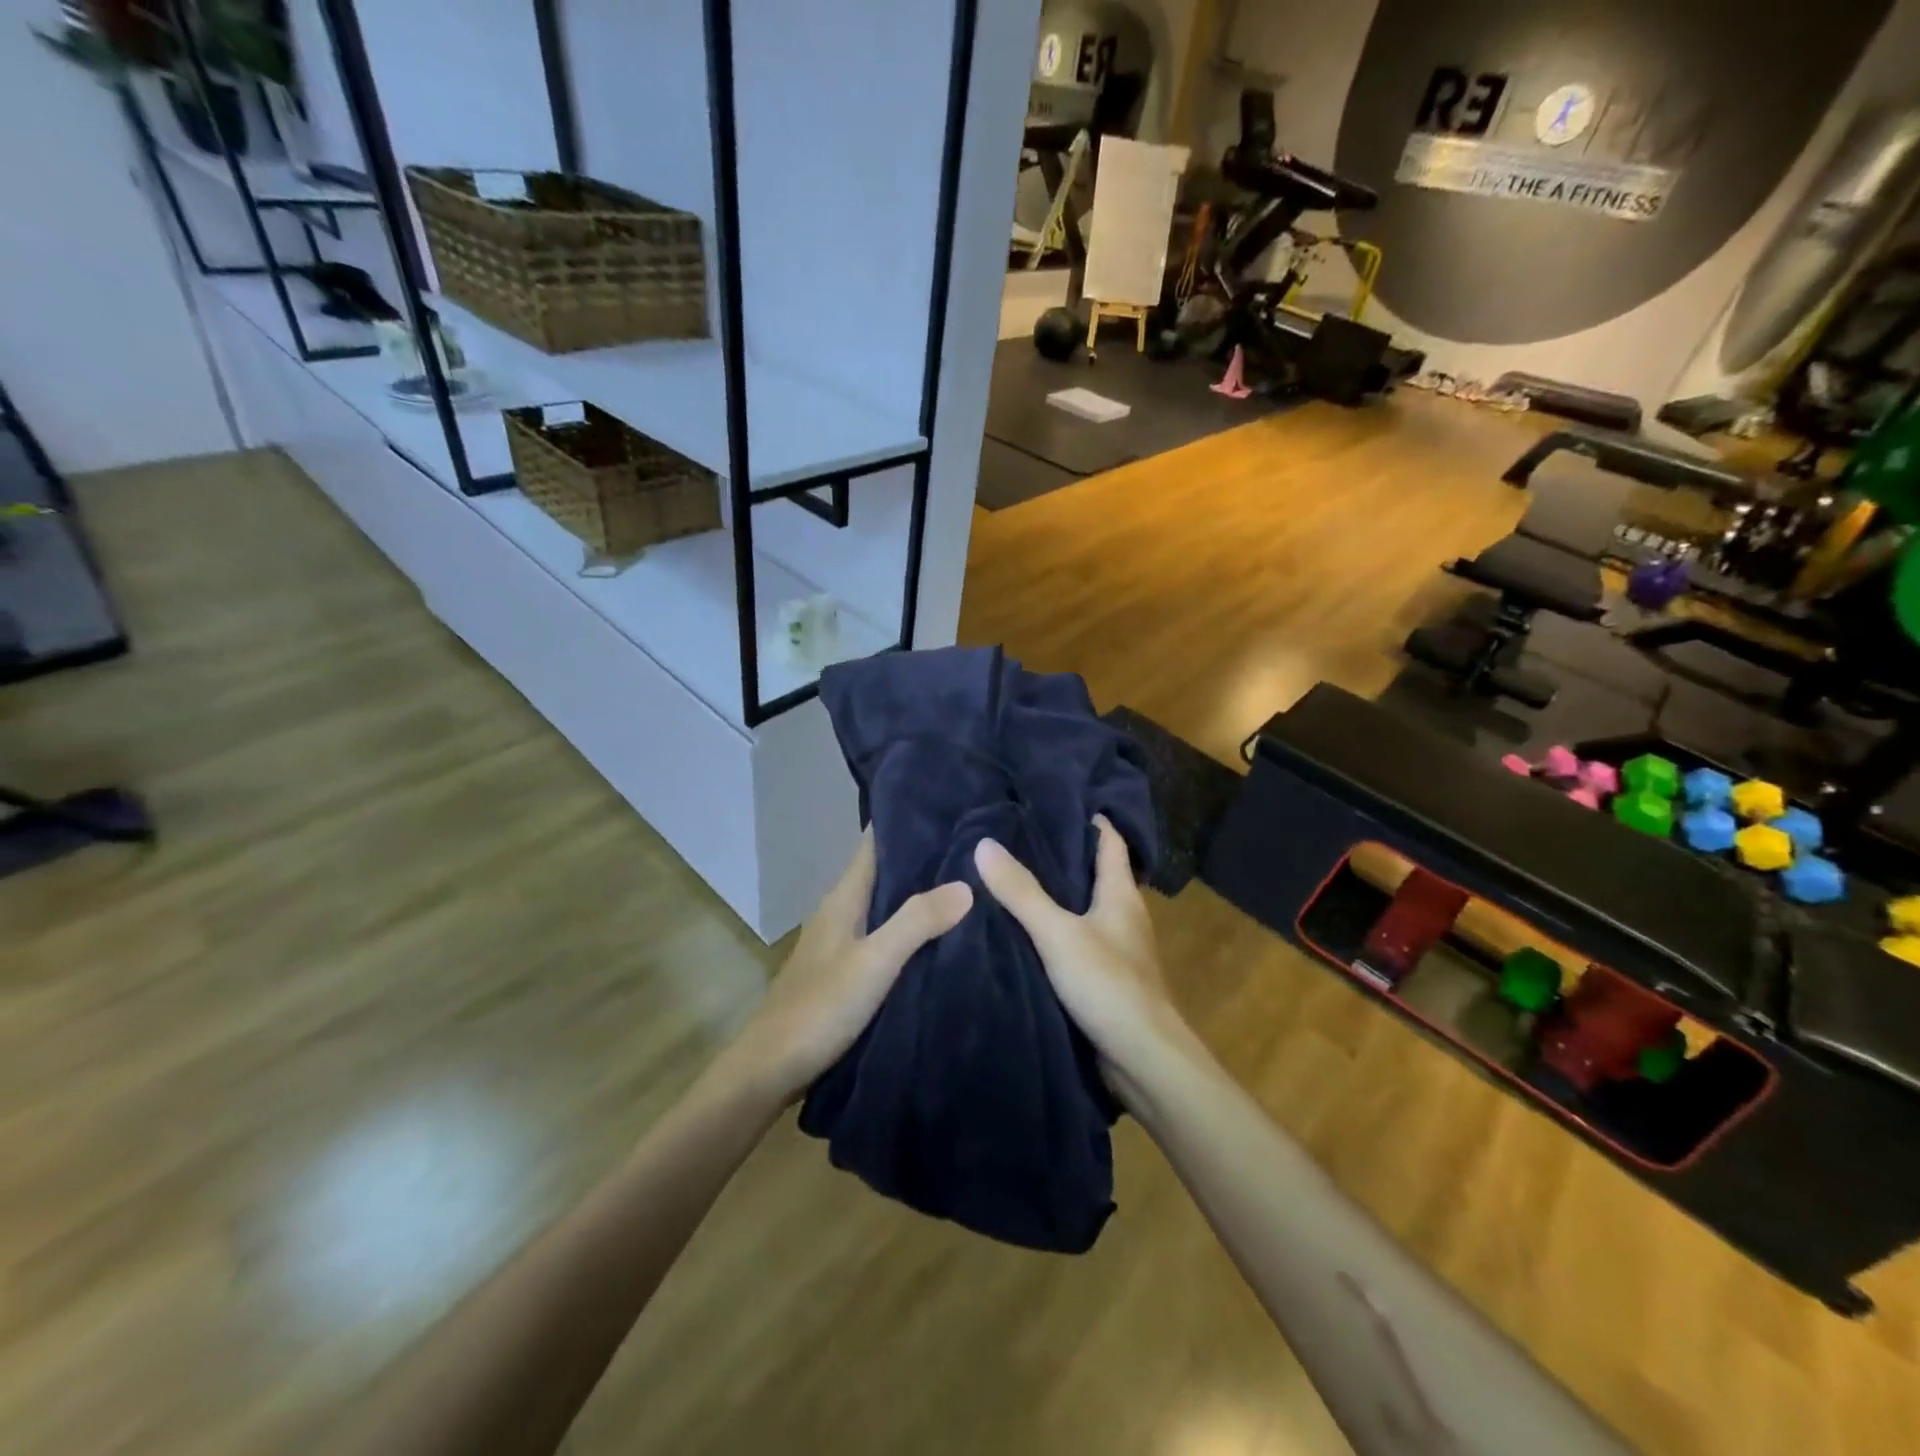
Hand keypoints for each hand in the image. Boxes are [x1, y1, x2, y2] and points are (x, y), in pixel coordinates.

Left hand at [726, 828, 972, 1105]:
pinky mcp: (845, 969)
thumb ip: (917, 922)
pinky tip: (937, 934)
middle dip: (921, 856)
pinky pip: (884, 933)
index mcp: (843, 898)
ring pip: (884, 903)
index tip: (947, 805)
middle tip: (972, 844)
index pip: (873, 842)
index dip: (905, 821)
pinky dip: (909, 925)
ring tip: (966, 881)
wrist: (771, 1068)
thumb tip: (966, 884)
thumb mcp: (874, 962)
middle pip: (883, 870)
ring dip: (916, 892)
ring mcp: (841, 941)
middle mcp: (841, 911)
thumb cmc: (820, 1008)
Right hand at [973, 816, 1184, 1099]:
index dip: (1091, 819)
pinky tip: (1027, 932)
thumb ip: (1021, 892)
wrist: (1143, 1060)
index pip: (1110, 842)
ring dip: (1060, 895)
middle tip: (1020, 836)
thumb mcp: (1058, 933)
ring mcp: (1118, 949)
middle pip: (1096, 873)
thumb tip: (984, 844)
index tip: (1058, 800)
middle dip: (1065, 855)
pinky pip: (1079, 941)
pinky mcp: (1107, 979)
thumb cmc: (1108, 985)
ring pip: (1086, 909)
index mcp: (1121, 895)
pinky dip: (1057, 930)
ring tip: (1015, 878)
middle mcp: (1124, 916)